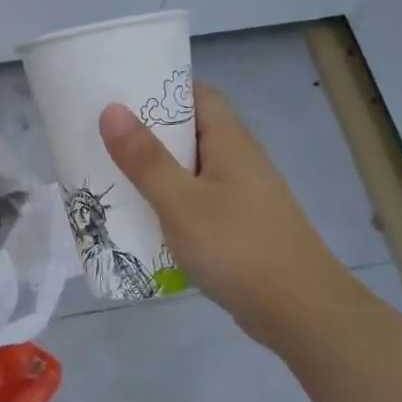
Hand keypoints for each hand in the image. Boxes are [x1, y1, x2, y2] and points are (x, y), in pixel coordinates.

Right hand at [100, 83, 360, 350]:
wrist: (300, 312)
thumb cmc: (238, 248)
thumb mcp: (181, 202)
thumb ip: (145, 159)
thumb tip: (111, 109)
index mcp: (230, 142)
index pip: (197, 94)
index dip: (161, 89)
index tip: (118, 94)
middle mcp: (239, 161)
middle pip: (190, 131)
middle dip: (147, 132)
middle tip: (101, 138)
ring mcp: (242, 195)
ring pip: (191, 169)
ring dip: (155, 171)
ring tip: (110, 175)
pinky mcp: (238, 227)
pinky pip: (196, 201)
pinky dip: (169, 202)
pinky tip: (143, 218)